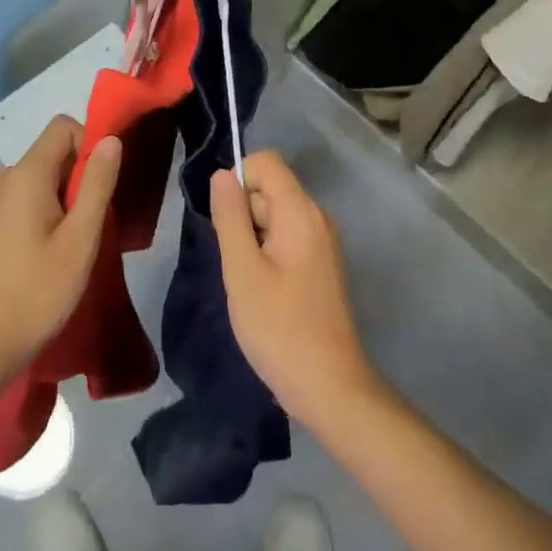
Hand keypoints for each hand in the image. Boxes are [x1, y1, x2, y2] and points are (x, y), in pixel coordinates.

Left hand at [0, 117, 120, 372]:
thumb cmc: (39, 289)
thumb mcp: (81, 237)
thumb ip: (98, 184)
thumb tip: (111, 138)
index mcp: (28, 173)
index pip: (64, 127)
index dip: (90, 143)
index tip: (106, 182)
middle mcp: (10, 176)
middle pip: (56, 150)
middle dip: (84, 172)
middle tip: (100, 216)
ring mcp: (1, 199)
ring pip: (48, 174)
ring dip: (72, 193)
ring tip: (84, 235)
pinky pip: (35, 195)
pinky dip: (55, 207)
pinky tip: (62, 246)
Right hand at [210, 151, 379, 425]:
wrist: (329, 387)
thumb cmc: (279, 328)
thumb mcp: (242, 270)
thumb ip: (230, 217)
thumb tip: (222, 174)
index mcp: (300, 212)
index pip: (266, 162)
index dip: (239, 180)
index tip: (225, 222)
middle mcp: (316, 217)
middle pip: (269, 189)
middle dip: (243, 215)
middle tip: (237, 263)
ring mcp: (321, 242)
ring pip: (274, 216)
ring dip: (252, 238)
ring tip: (248, 282)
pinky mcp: (320, 265)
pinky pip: (285, 238)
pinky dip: (266, 254)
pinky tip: (262, 291)